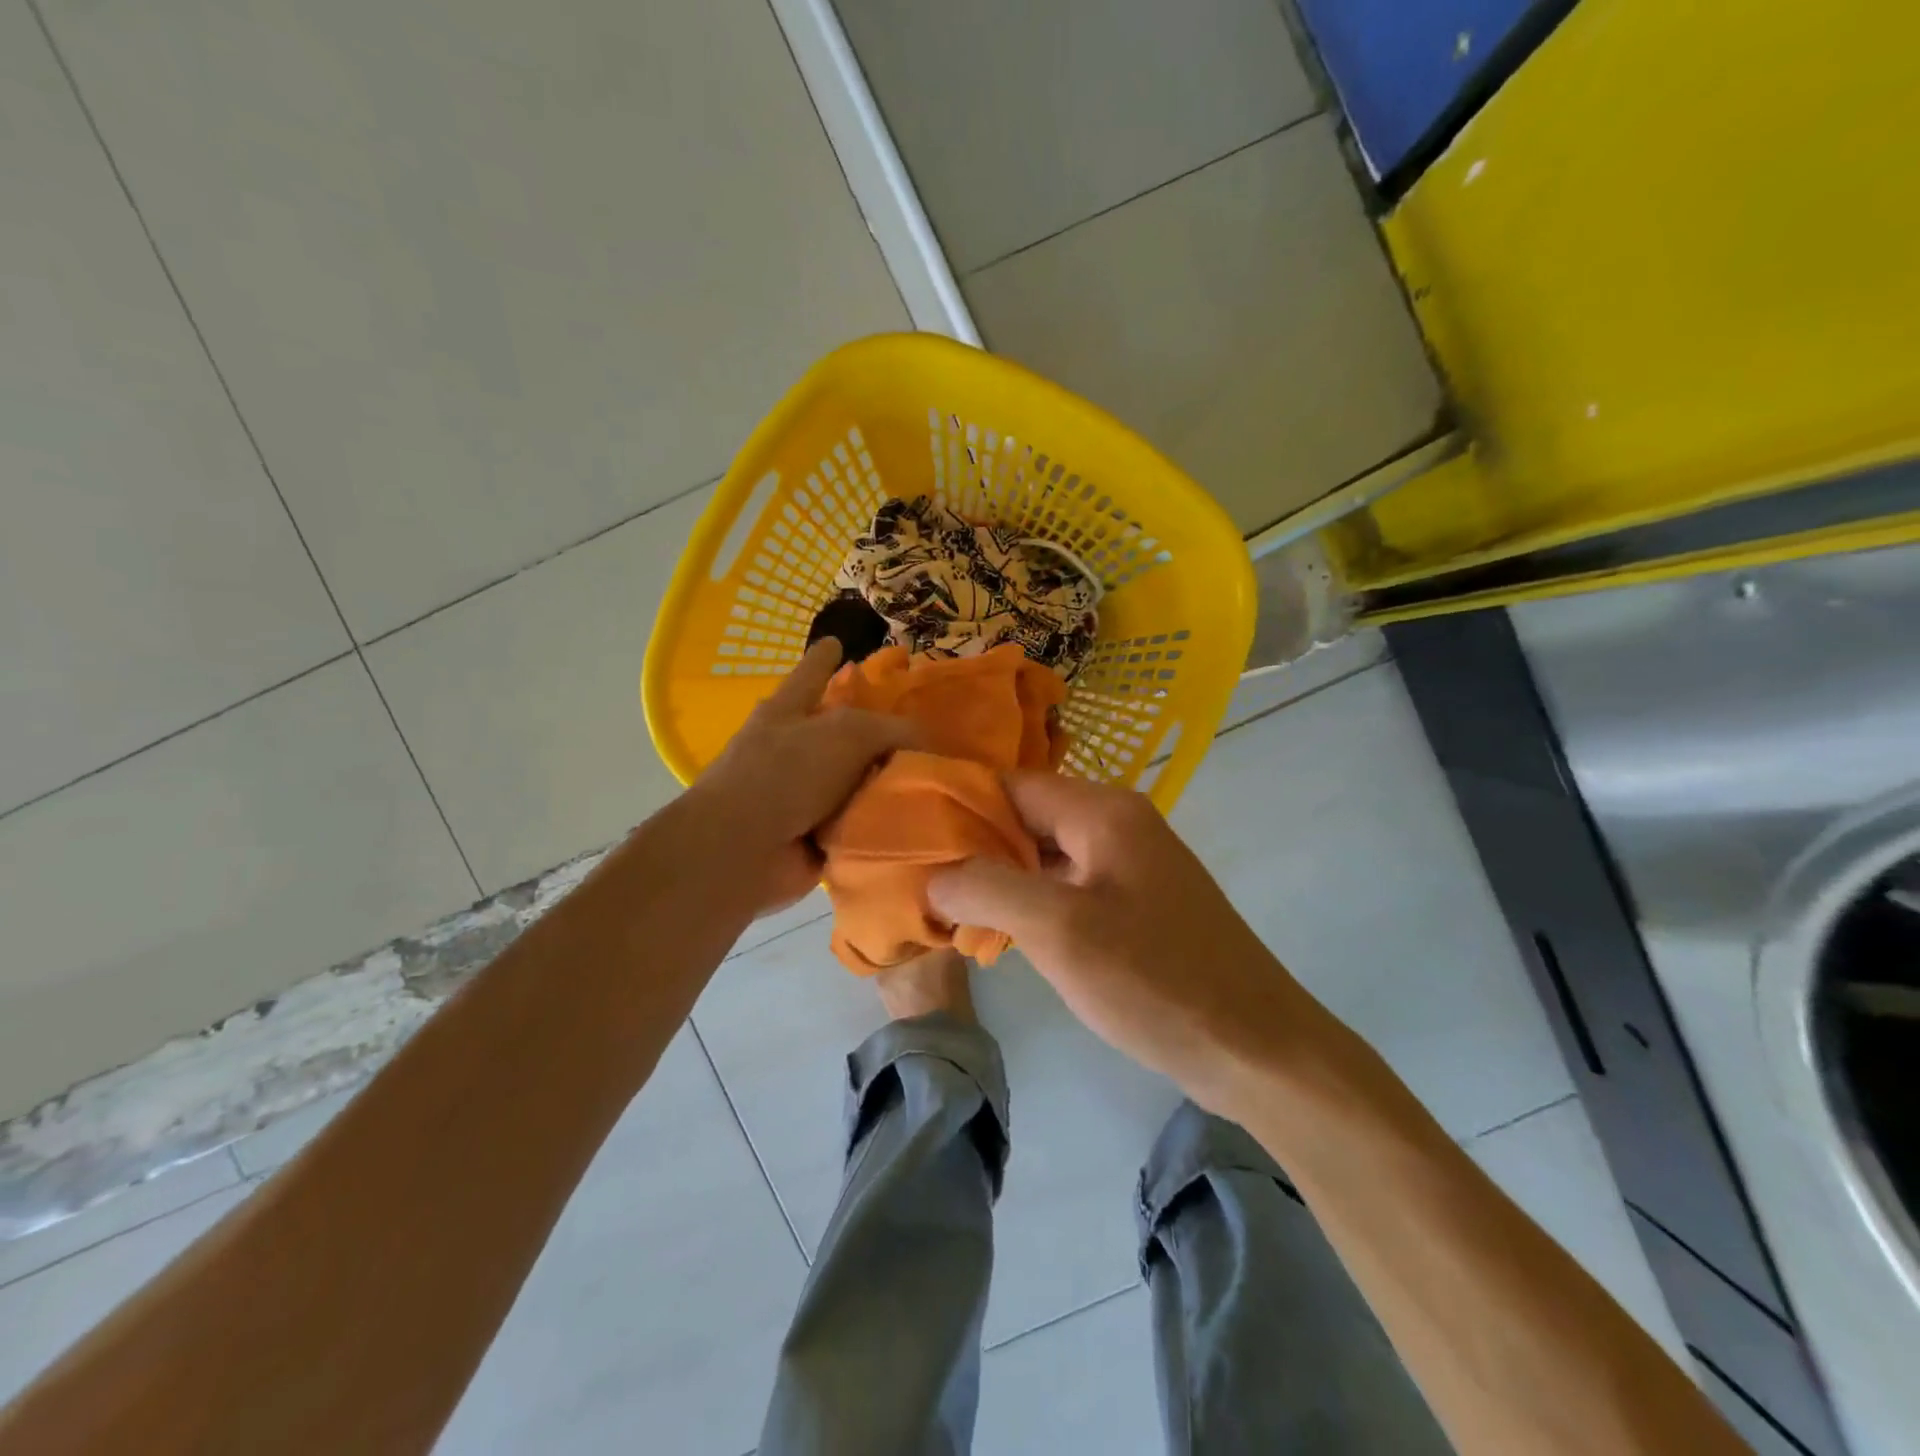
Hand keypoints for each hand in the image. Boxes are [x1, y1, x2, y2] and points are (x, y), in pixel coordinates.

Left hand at [688, 640, 915, 914]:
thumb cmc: (787, 773)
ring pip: (857, 782)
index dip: (824, 656)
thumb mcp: (848, 733)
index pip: (811, 673)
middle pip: (842, 733)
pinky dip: (884, 826)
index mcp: (789, 712)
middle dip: (876, 732)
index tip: (836, 641)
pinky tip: (924, 823)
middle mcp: (794, 750)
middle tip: (925, 733)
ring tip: (940, 781)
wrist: (742, 851)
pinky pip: (861, 825)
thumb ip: (893, 730)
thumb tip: (930, 742)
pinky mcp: (816, 838)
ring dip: (888, 785)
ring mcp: (803, 796)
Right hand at [928, 771, 1315, 1107]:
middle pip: (1029, 817)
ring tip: (947, 906)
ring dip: (1002, 877)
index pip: (1012, 784)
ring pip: (1048, 855)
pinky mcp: (1138, 904)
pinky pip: (1071, 886)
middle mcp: (1118, 824)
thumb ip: (988, 889)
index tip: (910, 835)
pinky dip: (1034, 901)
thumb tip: (935, 876)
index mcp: (1103, 811)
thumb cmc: (1155, 980)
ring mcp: (1131, 865)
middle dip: (976, 845)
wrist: (1257, 1049)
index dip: (960, 805)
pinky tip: (1001, 931)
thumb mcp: (1059, 930)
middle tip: (921, 878)